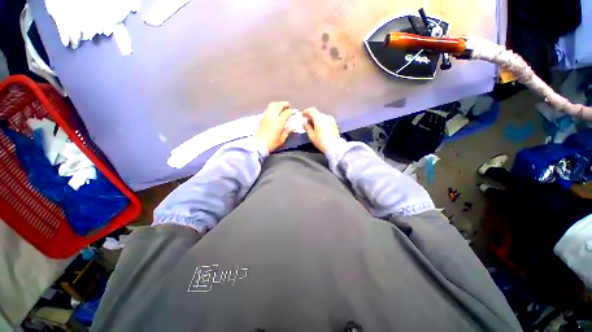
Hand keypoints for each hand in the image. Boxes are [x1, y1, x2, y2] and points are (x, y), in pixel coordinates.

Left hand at [254, 101, 294, 152]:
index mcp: (278, 122)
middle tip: (288, 106)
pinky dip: (273, 107)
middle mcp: (272, 116)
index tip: (294, 112)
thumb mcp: (282, 139)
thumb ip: (287, 131)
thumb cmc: (271, 143)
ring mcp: (266, 116)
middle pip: (279, 105)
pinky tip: (275, 111)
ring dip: (278, 104)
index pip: (286, 112)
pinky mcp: (262, 117)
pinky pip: (268, 108)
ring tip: (282, 107)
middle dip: (285, 104)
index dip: (291, 111)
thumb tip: (292, 126)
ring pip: (272, 105)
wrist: (258, 144)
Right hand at [302, 108, 340, 153]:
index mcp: (319, 118)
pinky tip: (319, 128)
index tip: (302, 116)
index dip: (306, 112)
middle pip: (316, 113)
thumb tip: (304, 123)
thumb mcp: (311, 135)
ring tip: (313, 126)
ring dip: (316, 119)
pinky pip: (325, 120)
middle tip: (307, 122)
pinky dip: (321, 121)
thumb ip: (307, 127)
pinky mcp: (334, 123)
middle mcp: (325, 116)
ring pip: (321, 116)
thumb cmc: (321, 141)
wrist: (334, 146)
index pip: (311, 110)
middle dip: (311, 116)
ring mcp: (331, 119)